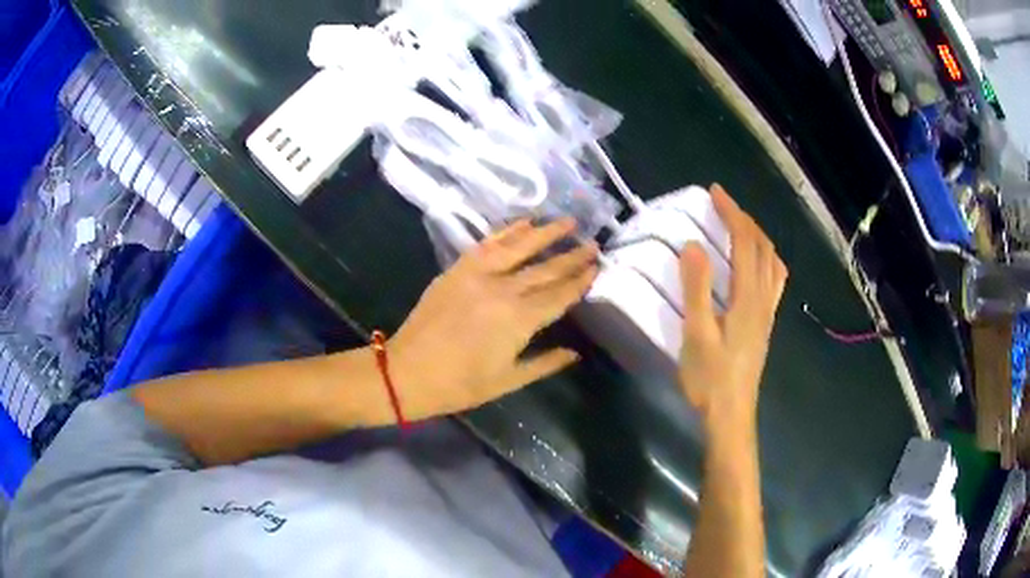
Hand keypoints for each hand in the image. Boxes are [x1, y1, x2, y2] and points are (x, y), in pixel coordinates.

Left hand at [390, 218, 597, 418]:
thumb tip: (575, 352)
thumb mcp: (507, 381)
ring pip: (519, 247)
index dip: (579, 281)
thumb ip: (544, 364)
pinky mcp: (459, 269)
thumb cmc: (460, 385)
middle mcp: (504, 290)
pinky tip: (524, 222)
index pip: (559, 295)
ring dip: (545, 232)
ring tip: (568, 221)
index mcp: (519, 320)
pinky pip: (488, 244)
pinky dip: (507, 231)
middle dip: (571, 256)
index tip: (597, 267)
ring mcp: (479, 275)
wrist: (408, 372)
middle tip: (592, 244)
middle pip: (545, 269)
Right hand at [678, 185, 787, 433]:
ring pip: (772, 261)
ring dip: (757, 236)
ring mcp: (768, 312)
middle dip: (744, 219)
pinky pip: (774, 280)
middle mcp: (763, 298)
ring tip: (738, 226)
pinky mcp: (765, 324)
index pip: (745, 242)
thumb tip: (693, 245)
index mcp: (747, 297)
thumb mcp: (696, 334)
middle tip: (722, 205)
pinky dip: (766, 259)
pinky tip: (756, 265)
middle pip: (762, 247)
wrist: (731, 414)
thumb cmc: (709, 378)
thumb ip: (696, 289)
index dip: (732, 213)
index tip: (715, 192)